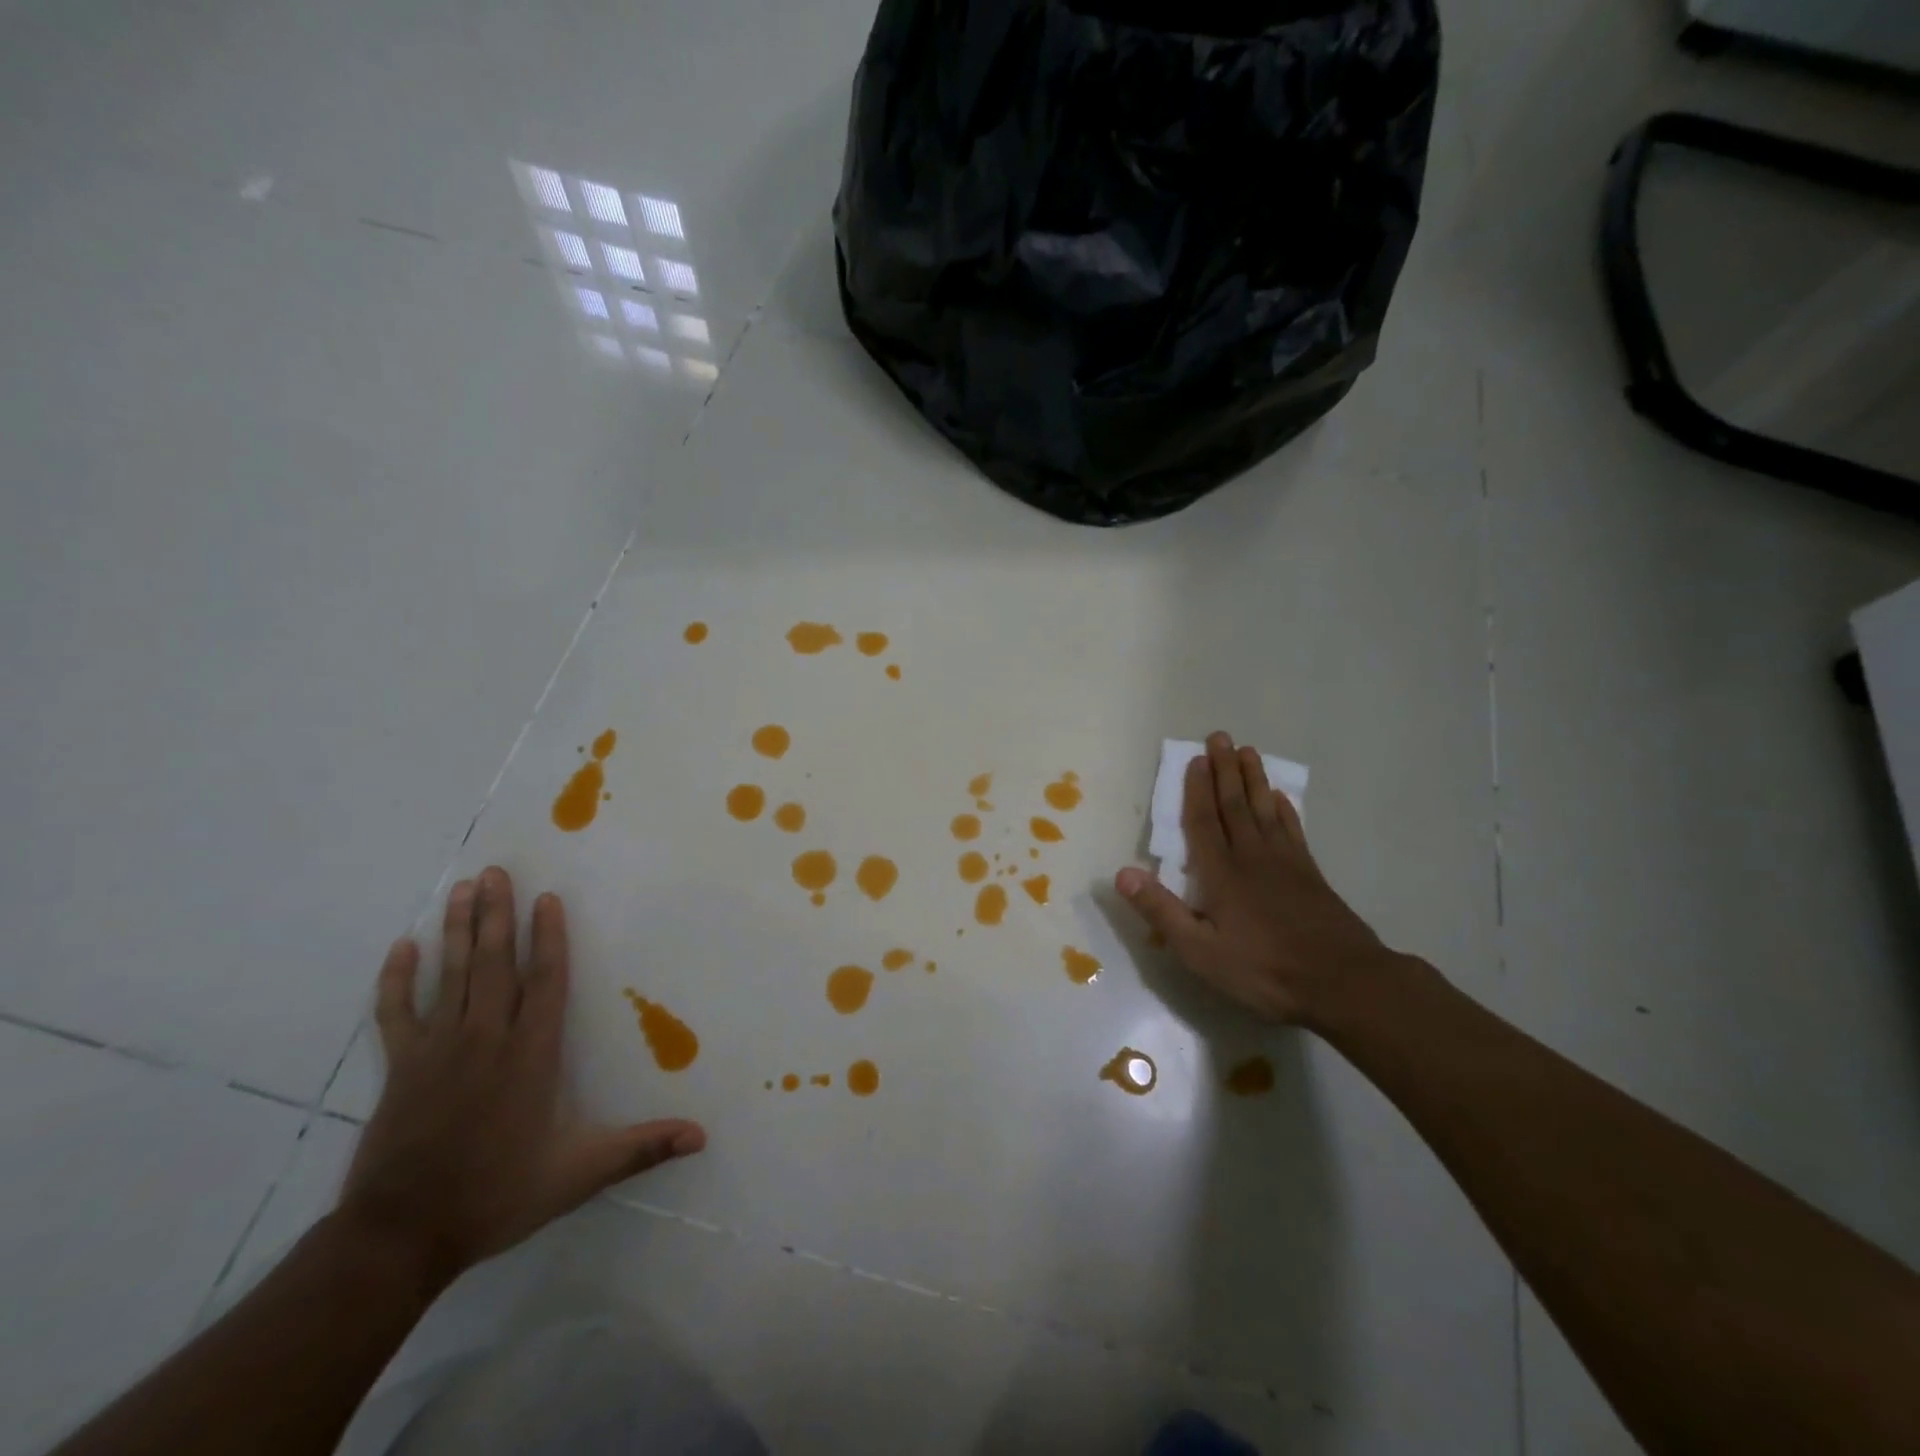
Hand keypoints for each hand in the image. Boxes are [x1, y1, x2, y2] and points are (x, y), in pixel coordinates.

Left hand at [337, 867, 704, 1286]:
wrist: (401, 1236)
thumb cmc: (497, 1194)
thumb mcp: (579, 1174)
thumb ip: (641, 1149)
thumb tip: (702, 1136)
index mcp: (531, 1054)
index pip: (546, 982)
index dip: (549, 938)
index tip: (546, 898)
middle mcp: (487, 1038)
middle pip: (495, 964)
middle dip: (498, 915)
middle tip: (497, 872)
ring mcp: (439, 1049)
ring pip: (452, 975)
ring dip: (459, 930)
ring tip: (464, 889)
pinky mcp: (401, 1068)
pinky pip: (397, 1013)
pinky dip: (398, 979)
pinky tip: (403, 947)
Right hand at [1115, 732, 1390, 1025]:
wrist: (1342, 982)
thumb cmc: (1263, 970)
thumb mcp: (1200, 951)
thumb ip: (1161, 911)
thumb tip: (1122, 873)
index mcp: (1221, 874)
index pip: (1203, 822)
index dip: (1197, 789)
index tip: (1196, 759)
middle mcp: (1251, 857)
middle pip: (1235, 805)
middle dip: (1225, 770)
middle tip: (1221, 737)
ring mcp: (1285, 864)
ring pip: (1265, 810)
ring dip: (1254, 780)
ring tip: (1249, 752)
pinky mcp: (1310, 875)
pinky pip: (1293, 831)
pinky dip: (1286, 811)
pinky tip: (1282, 799)